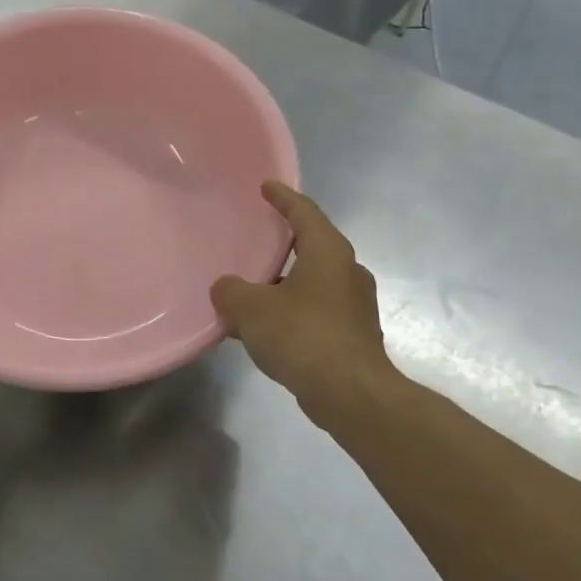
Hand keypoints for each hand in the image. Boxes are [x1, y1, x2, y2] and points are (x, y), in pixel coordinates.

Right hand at [211, 183, 391, 408]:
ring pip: (313, 282)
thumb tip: (225, 288)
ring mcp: (355, 306)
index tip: (266, 187)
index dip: (283, 198)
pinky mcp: (353, 335)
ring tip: (252, 290)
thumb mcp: (251, 309)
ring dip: (285, 283)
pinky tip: (266, 330)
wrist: (352, 394)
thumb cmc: (302, 336)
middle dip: (284, 243)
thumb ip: (231, 292)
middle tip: (257, 239)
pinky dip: (292, 312)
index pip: (304, 212)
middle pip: (313, 246)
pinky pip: (316, 311)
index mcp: (329, 252)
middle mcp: (348, 272)